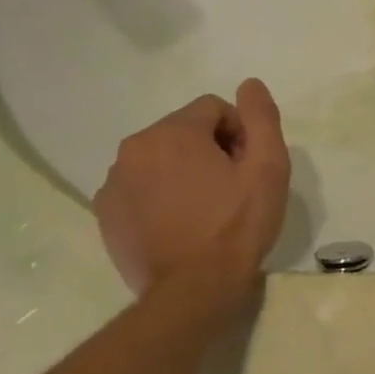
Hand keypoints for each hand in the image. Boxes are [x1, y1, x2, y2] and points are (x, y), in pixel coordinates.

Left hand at [93, 79, 292, 311]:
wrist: (193, 289)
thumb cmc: (237, 225)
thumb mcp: (268, 168)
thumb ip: (261, 118)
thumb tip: (250, 84)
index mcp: (172, 133)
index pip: (213, 108)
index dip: (241, 133)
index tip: (250, 168)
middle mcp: (133, 149)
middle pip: (184, 131)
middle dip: (211, 150)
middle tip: (233, 189)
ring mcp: (113, 183)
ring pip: (160, 159)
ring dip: (185, 172)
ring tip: (208, 209)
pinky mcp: (106, 213)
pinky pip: (140, 188)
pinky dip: (161, 196)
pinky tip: (182, 224)